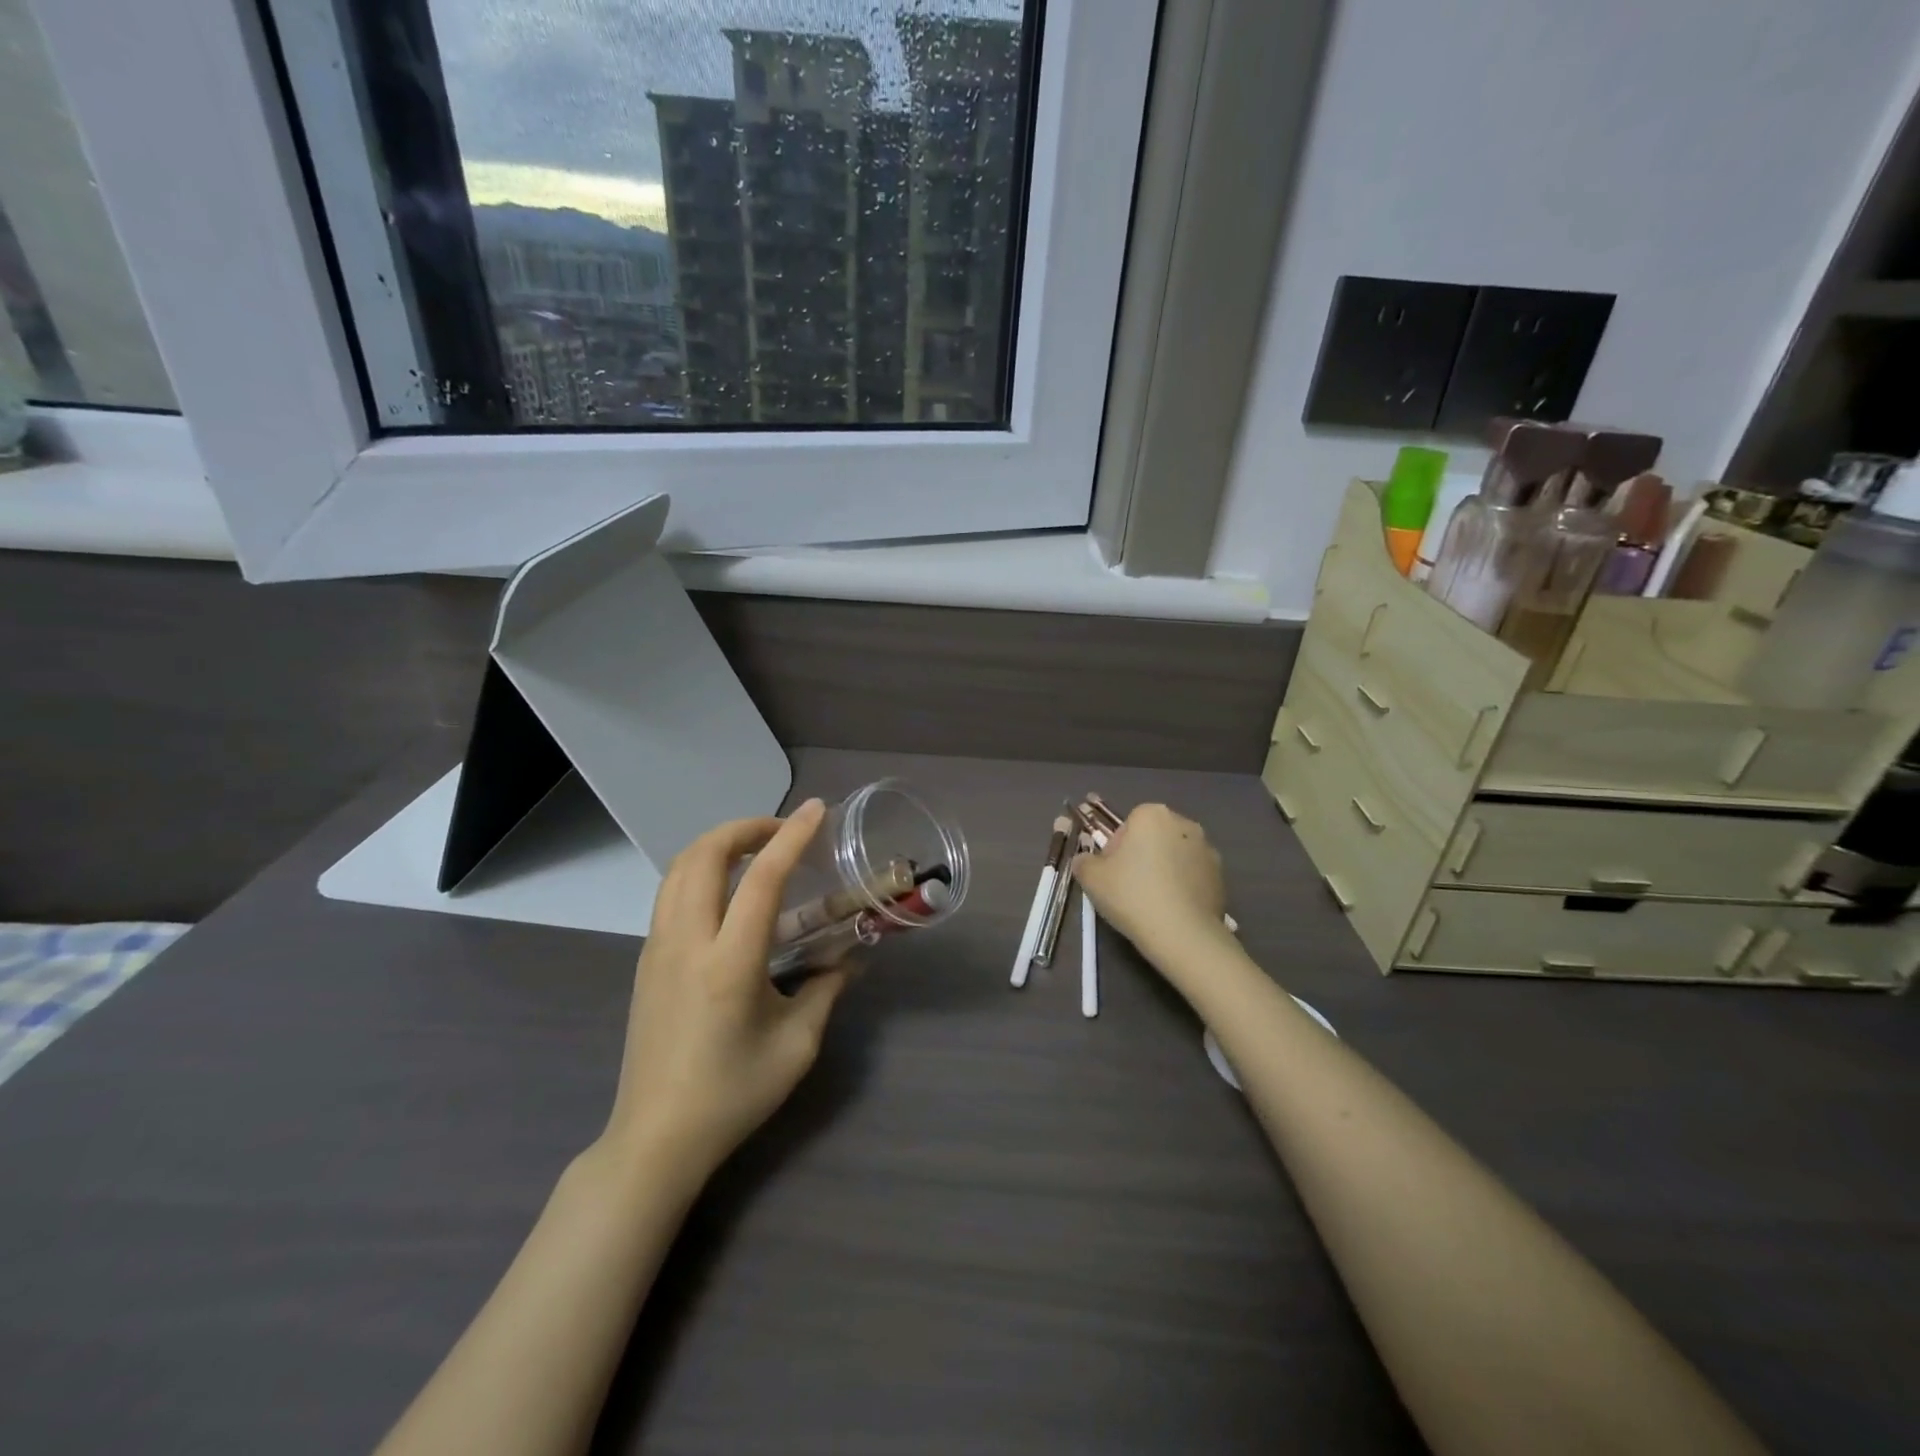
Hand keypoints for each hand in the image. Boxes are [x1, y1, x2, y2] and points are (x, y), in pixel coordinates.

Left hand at [602, 800, 848, 1181]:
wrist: (655, 1139)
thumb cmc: (732, 1095)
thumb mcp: (796, 1046)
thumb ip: (826, 991)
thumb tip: (850, 961)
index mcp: (730, 963)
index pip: (763, 879)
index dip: (792, 837)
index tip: (817, 810)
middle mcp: (687, 943)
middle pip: (704, 855)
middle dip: (744, 828)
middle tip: (781, 831)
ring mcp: (658, 950)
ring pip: (678, 869)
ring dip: (717, 845)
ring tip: (754, 851)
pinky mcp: (647, 962)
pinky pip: (670, 894)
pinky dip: (699, 870)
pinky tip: (726, 892)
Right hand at [1073, 803, 1228, 965]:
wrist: (1182, 934)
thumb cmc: (1132, 895)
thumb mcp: (1091, 878)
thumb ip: (1083, 861)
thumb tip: (1085, 860)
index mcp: (1152, 815)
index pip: (1127, 825)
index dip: (1116, 848)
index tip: (1112, 873)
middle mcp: (1184, 824)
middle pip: (1153, 837)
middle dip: (1142, 856)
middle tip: (1128, 887)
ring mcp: (1207, 850)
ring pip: (1175, 856)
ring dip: (1164, 870)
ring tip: (1152, 902)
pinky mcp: (1221, 876)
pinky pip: (1193, 876)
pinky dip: (1183, 887)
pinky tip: (1172, 910)